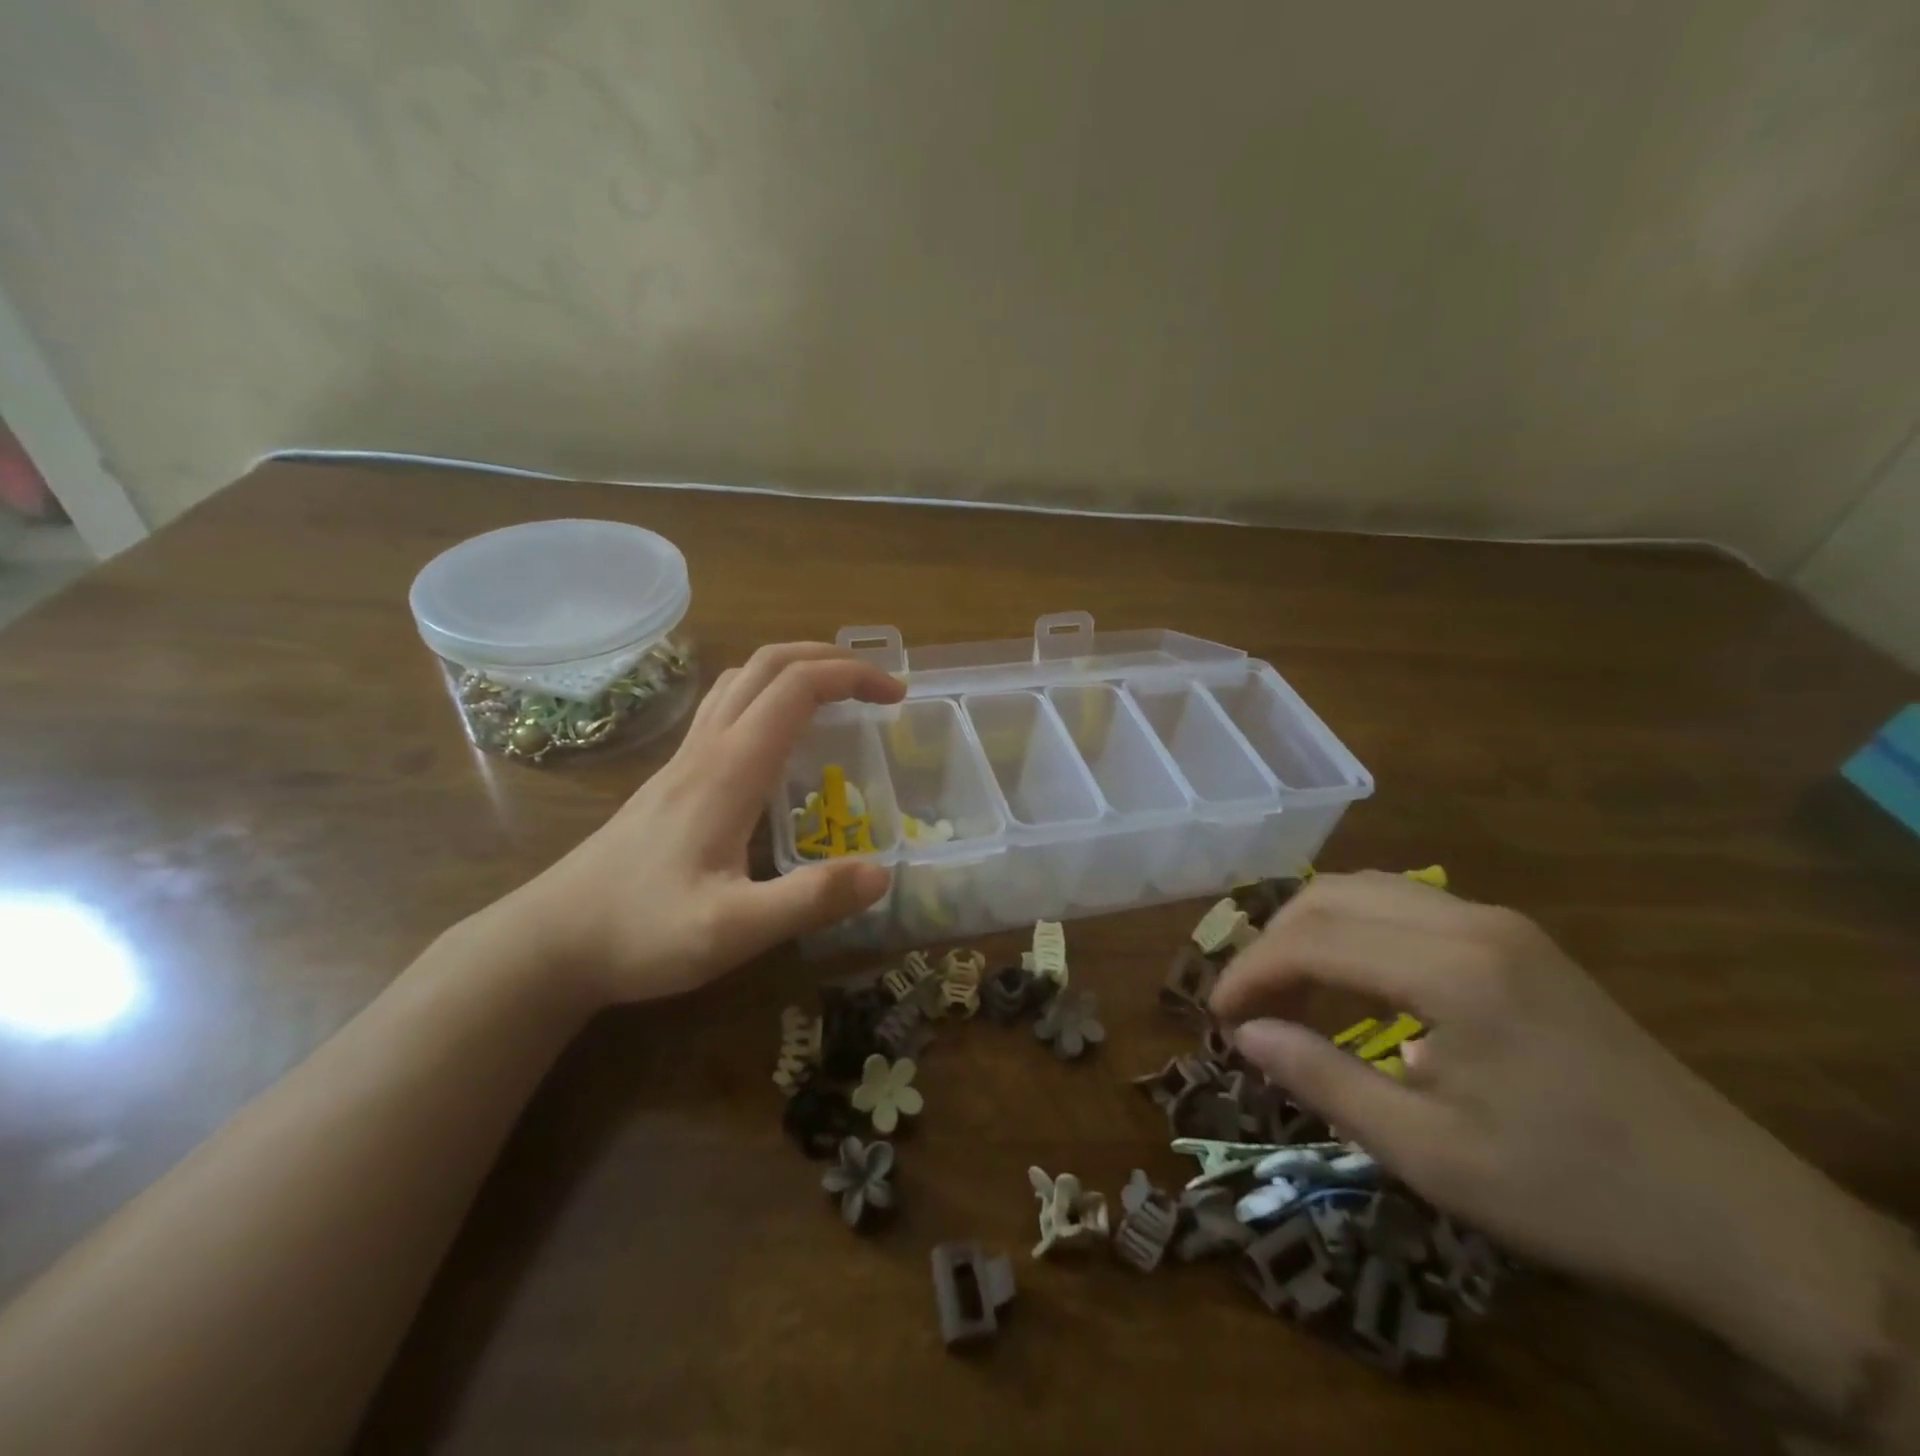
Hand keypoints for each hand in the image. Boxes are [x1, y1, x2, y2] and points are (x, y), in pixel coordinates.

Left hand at [496, 643, 903, 1007]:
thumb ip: (808, 900)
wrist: (552, 941)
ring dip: (795, 669)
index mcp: (728, 769)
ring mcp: (683, 760)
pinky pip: (725, 709)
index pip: (797, 688)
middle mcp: (706, 749)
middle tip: (876, 685)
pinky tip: (779, 737)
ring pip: (741, 680)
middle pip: (768, 665)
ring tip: (836, 696)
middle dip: (829, 659)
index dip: (852, 677)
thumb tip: (883, 873)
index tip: (896, 696)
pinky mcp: (672, 778)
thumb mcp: (732, 931)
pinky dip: (767, 695)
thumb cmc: (640, 933)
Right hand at [1208, 871, 1904, 1407]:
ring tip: (1285, 987)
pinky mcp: (1517, 939)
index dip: (1251, 971)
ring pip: (1367, 889)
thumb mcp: (1429, 1154)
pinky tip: (1347, 976)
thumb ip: (1323, 1080)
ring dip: (1310, 928)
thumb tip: (1244, 1035)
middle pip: (1332, 895)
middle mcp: (1471, 921)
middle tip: (1247, 1003)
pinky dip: (1353, 928)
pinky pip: (1405, 906)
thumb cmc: (1570, 1192)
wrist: (1735, 1218)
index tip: (1216, 1014)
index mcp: (1452, 970)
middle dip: (1273, 942)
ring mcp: (1499, 923)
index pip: (1313, 938)